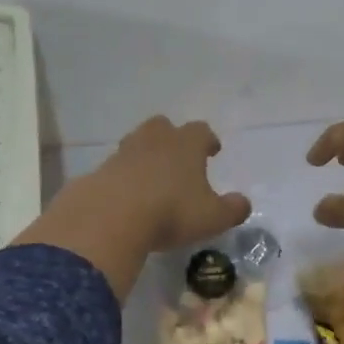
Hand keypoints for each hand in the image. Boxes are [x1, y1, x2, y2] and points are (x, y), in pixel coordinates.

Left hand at [94, 116, 251, 250]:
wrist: (111, 217)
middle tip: (178, 156)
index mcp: (186, 144)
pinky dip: (124, 176)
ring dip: (146, 154)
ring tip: (152, 176)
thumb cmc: (171, 212)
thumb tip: (243, 203)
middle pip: (163, 126)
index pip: (201, 131)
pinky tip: (128, 195)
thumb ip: (232, 209)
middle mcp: (155, 140)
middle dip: (172, 137)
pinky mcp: (100, 171)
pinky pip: (117, 167)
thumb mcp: (212, 217)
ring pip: (137, 142)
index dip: (207, 140)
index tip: (212, 150)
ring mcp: (124, 153)